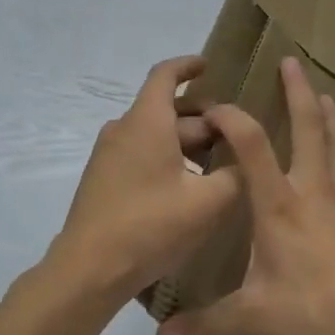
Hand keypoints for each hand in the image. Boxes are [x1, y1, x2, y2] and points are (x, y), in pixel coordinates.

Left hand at [49, 56, 239, 302]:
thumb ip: (235, 175)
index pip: (165, 75)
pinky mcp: (103, 178)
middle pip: (166, 109)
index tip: (209, 66)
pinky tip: (188, 187)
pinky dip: (167, 157)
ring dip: (186, 142)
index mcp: (147, 121)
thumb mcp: (207, 203)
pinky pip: (140, 153)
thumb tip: (245, 162)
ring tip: (218, 164)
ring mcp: (108, 154)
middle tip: (234, 135)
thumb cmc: (150, 226)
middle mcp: (123, 129)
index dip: (188, 66)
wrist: (89, 268)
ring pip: (155, 134)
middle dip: (202, 118)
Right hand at [155, 56, 334, 334]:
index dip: (231, 116)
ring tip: (324, 95)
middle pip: (309, 126)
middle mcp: (315, 190)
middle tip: (292, 61)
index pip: (251, 144)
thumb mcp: (256, 320)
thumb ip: (206, 324)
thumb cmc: (321, 312)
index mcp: (281, 205)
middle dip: (298, 91)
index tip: (213, 106)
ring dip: (329, 115)